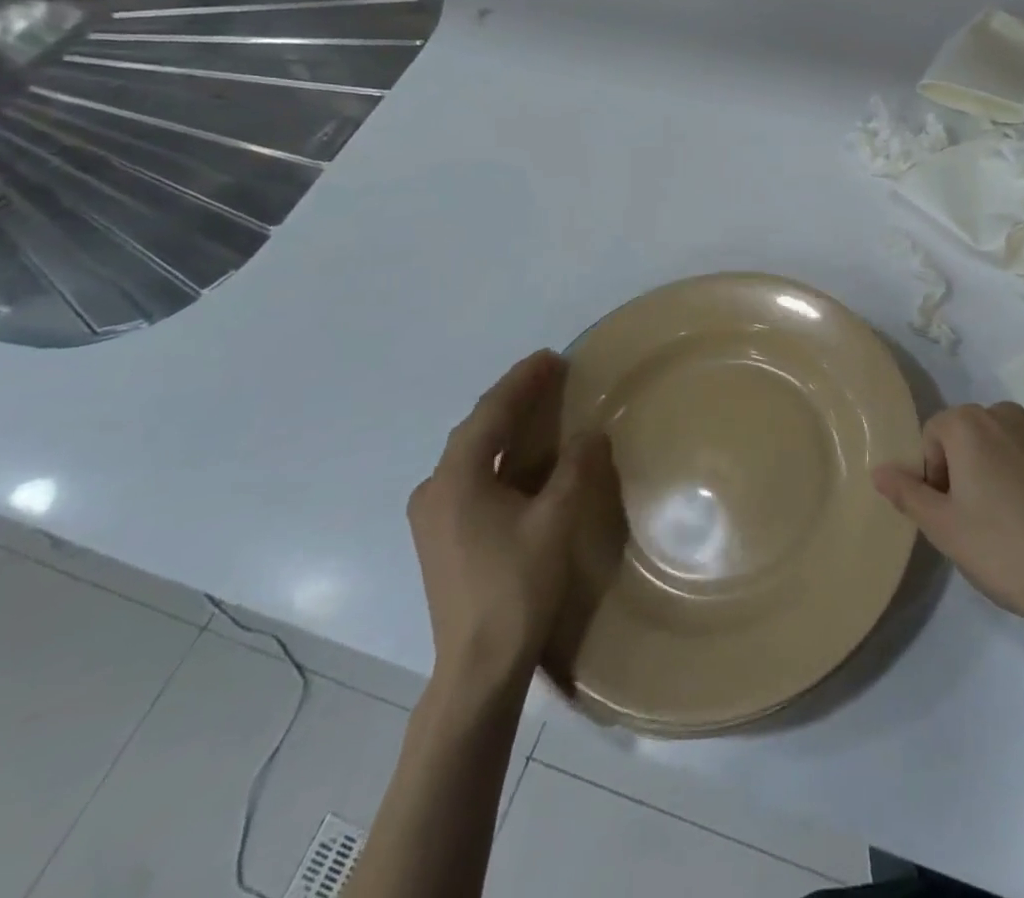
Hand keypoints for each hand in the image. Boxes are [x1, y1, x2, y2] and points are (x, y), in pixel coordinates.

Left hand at [407, 350, 610, 691]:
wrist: (478, 665)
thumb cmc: (516, 585)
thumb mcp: (556, 521)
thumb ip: (575, 469)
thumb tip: (591, 433)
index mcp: (456, 480)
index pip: (491, 414)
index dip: (522, 381)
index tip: (551, 357)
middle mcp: (434, 490)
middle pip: (476, 429)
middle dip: (512, 398)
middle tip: (549, 374)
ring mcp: (432, 516)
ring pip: (471, 453)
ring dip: (503, 426)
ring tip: (537, 405)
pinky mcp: (440, 536)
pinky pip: (470, 475)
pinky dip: (497, 454)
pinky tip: (519, 457)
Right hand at [871, 402, 1023, 651]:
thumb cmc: (1002, 549)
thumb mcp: (942, 527)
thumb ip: (907, 492)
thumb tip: (878, 469)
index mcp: (970, 424)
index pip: (933, 434)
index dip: (931, 472)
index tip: (946, 510)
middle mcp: (1008, 415)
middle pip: (970, 433)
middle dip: (964, 466)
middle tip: (972, 517)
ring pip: (1006, 443)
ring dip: (998, 468)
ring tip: (1009, 519)